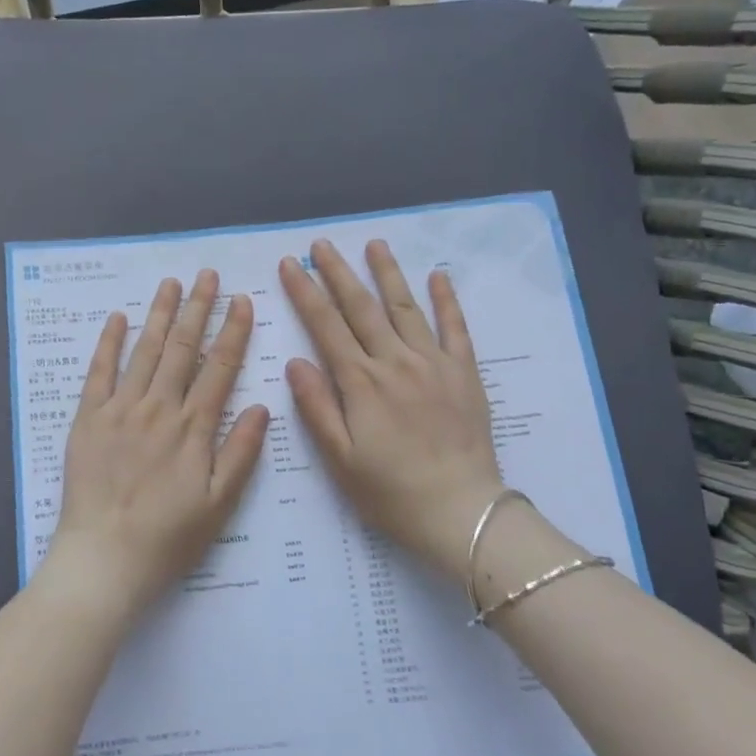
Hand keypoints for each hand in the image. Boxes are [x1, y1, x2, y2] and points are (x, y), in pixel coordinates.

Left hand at [48, 270, 269, 619]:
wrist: (105, 558)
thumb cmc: (169, 538)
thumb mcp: (220, 503)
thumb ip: (241, 453)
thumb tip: (263, 406)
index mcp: (193, 428)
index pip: (219, 368)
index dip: (233, 332)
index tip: (242, 301)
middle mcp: (159, 409)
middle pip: (183, 349)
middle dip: (198, 309)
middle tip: (207, 275)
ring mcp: (120, 410)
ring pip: (145, 351)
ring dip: (160, 315)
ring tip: (172, 284)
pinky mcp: (88, 419)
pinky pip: (98, 372)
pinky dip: (108, 343)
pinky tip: (117, 318)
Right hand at [280, 239, 505, 585]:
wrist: (460, 511)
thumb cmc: (391, 492)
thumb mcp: (340, 459)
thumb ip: (317, 407)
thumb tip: (295, 361)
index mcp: (361, 383)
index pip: (326, 326)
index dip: (305, 292)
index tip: (291, 264)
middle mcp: (395, 362)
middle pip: (362, 307)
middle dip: (338, 272)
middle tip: (321, 244)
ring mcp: (433, 363)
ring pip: (406, 307)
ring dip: (388, 273)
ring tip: (374, 243)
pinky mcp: (464, 373)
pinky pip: (455, 328)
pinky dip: (446, 300)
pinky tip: (438, 276)